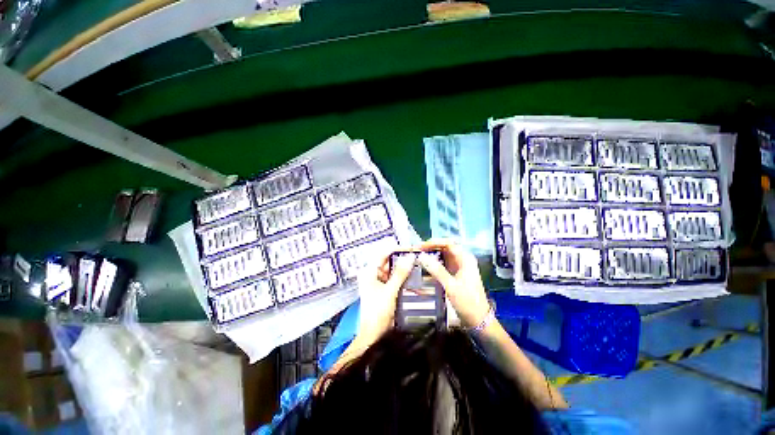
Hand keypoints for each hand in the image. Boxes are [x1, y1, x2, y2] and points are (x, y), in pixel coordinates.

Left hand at [354, 248, 414, 344]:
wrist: (373, 336)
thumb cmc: (377, 312)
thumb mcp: (390, 291)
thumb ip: (400, 273)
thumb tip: (410, 256)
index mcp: (369, 271)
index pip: (384, 253)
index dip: (398, 250)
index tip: (412, 249)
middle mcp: (373, 274)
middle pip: (390, 262)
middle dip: (404, 260)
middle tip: (419, 258)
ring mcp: (379, 282)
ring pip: (394, 271)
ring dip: (406, 270)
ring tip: (420, 267)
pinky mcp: (385, 289)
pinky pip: (396, 280)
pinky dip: (405, 280)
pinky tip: (415, 280)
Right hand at [417, 240, 490, 327]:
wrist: (478, 320)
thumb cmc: (468, 302)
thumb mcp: (451, 286)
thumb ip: (437, 270)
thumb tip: (422, 256)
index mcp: (465, 259)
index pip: (448, 243)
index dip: (434, 242)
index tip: (421, 246)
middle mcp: (462, 259)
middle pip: (445, 247)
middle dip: (431, 247)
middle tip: (417, 251)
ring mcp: (458, 266)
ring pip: (443, 255)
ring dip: (431, 254)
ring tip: (419, 256)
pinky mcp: (454, 273)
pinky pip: (442, 263)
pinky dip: (433, 262)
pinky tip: (425, 265)